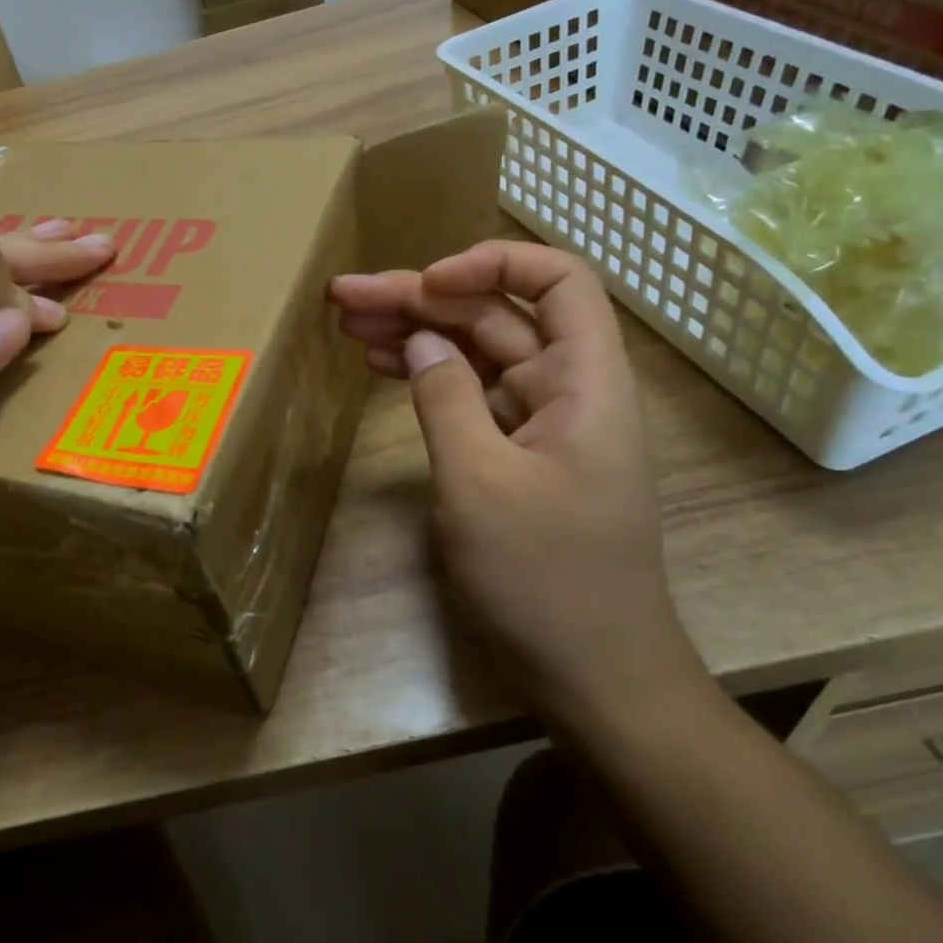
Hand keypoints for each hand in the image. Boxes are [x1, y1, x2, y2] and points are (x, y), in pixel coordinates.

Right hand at [330, 242, 707, 733]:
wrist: (597, 680)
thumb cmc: (546, 580)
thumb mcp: (481, 484)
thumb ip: (446, 398)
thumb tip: (420, 342)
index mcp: (585, 381)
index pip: (557, 280)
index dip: (491, 262)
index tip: (426, 283)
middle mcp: (567, 389)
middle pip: (495, 315)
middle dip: (421, 298)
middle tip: (345, 296)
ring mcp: (540, 423)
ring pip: (475, 352)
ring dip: (415, 332)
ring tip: (348, 322)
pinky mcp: (516, 455)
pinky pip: (470, 395)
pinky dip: (427, 377)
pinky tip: (382, 366)